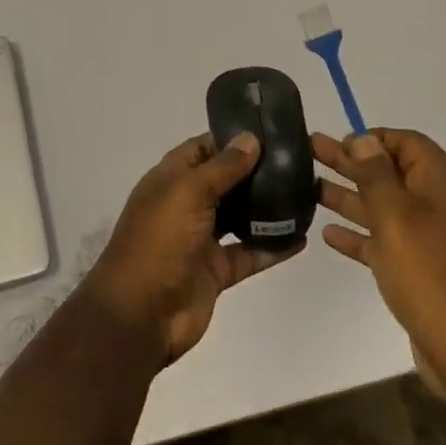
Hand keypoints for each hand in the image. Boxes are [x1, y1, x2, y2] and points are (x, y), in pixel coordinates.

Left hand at [85, 133, 302, 363]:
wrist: (141, 313)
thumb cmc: (159, 241)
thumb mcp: (187, 192)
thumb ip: (222, 167)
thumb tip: (250, 138)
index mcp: (170, 180)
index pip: (203, 149)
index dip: (231, 138)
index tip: (269, 131)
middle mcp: (185, 205)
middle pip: (224, 181)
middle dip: (255, 171)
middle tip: (296, 160)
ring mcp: (201, 239)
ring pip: (239, 216)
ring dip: (266, 207)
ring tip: (304, 192)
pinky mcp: (216, 270)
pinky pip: (249, 253)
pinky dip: (272, 246)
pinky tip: (300, 237)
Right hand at [315, 129, 445, 394]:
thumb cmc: (429, 272)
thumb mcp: (397, 215)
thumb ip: (376, 174)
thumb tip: (364, 139)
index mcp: (441, 186)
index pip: (409, 144)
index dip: (375, 138)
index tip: (340, 139)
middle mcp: (439, 207)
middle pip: (390, 174)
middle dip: (351, 162)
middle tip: (312, 149)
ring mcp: (431, 242)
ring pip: (384, 208)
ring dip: (349, 196)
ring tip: (309, 187)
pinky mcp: (420, 272)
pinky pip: (385, 242)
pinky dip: (359, 234)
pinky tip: (329, 233)